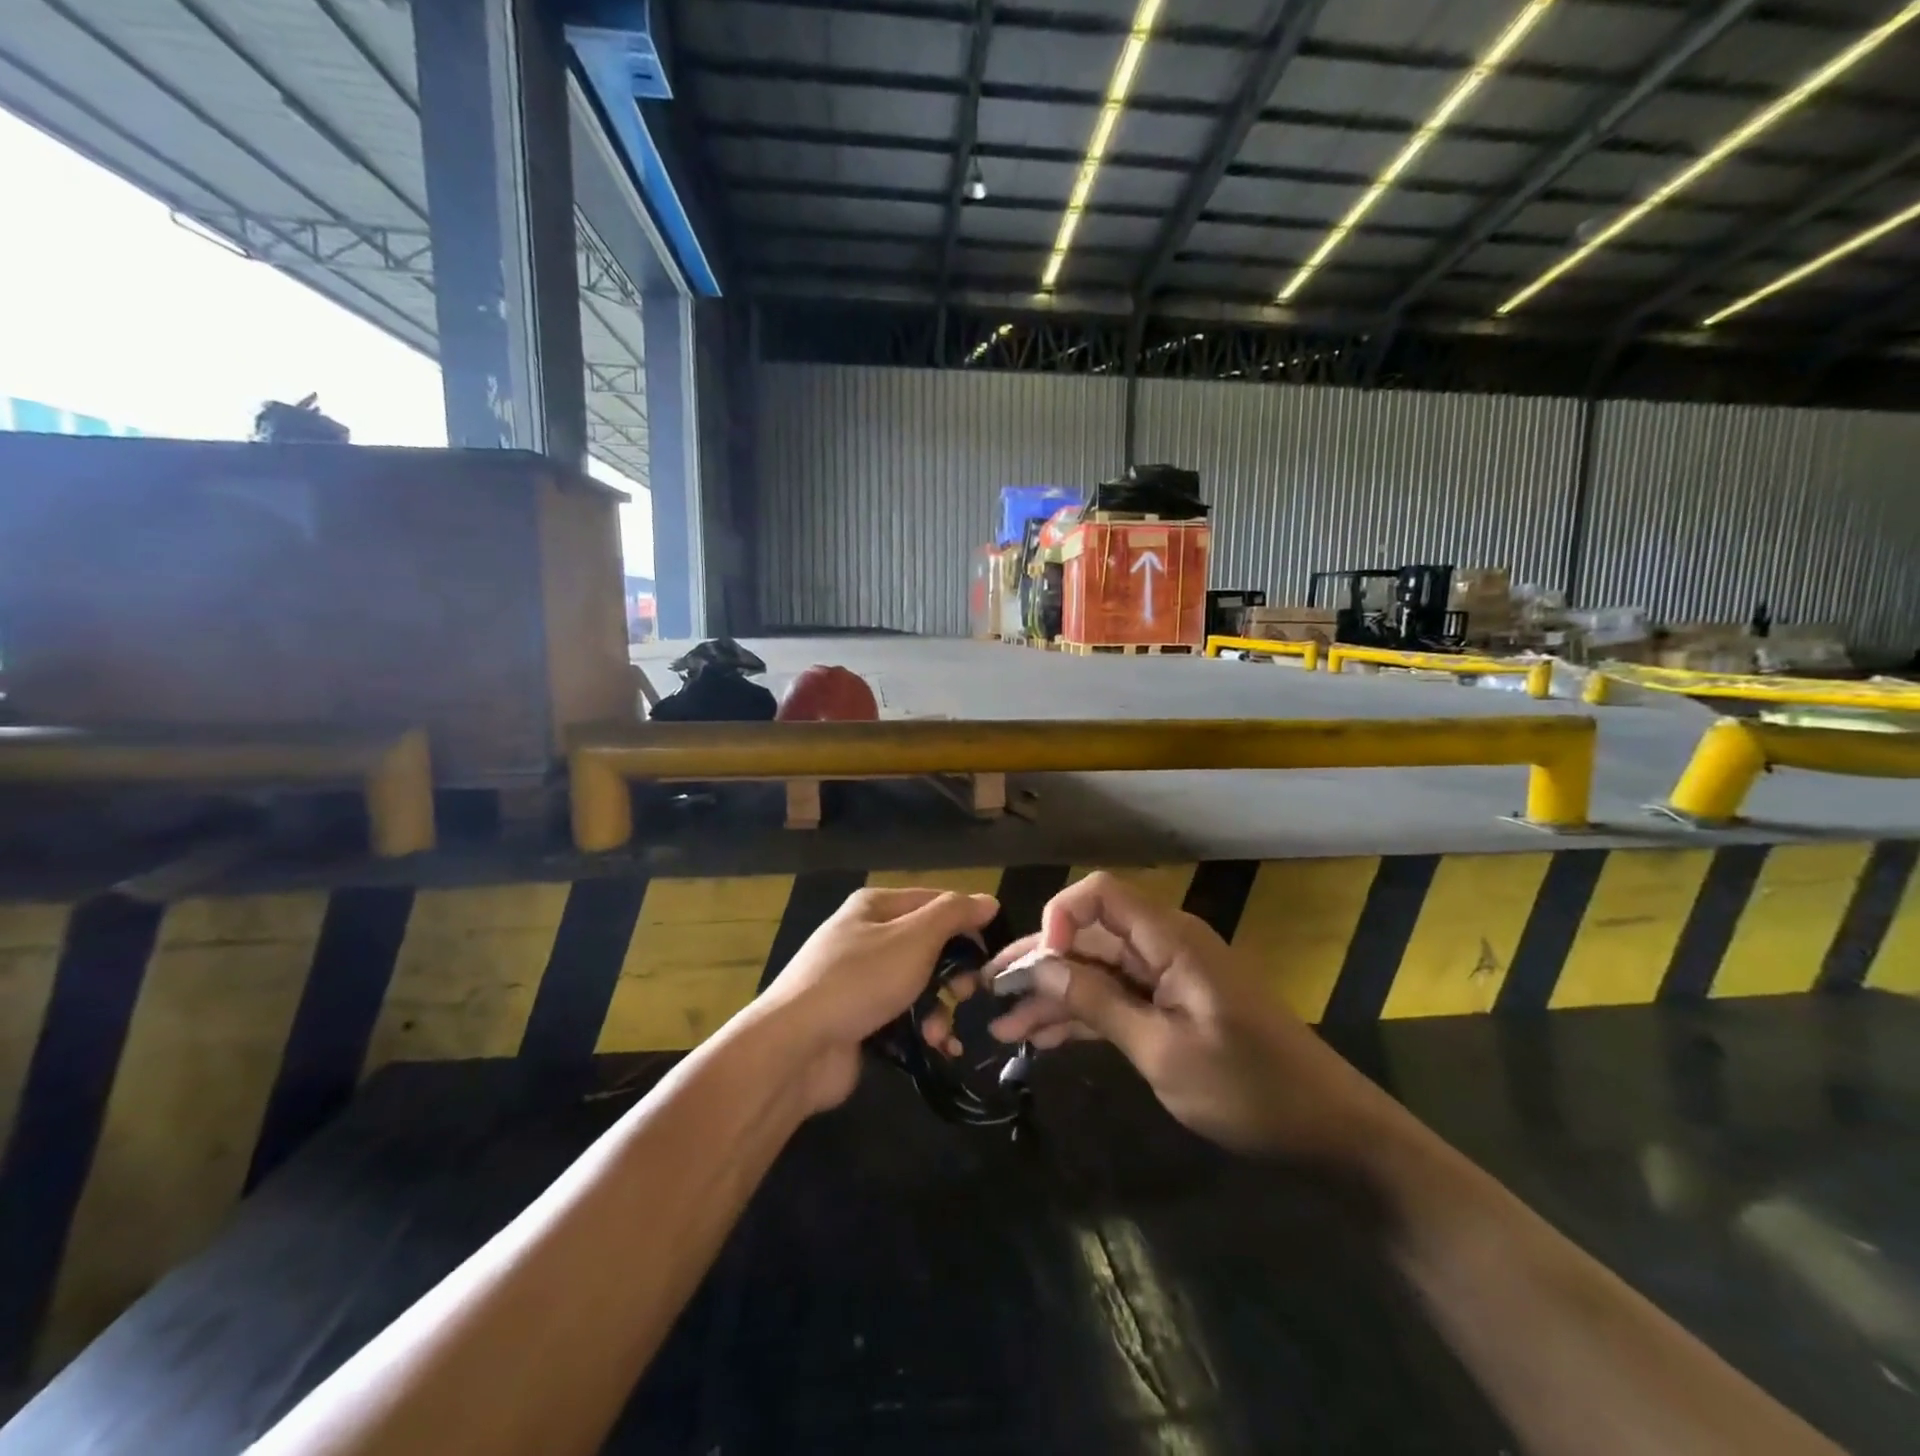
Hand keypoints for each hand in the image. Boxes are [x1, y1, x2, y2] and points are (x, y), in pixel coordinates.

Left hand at [757, 887, 998, 1112]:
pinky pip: (903, 1017)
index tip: (991, 953)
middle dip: (954, 972)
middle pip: (928, 945)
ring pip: (919, 985)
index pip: (935, 902)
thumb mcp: (914, 938)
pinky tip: (937, 1047)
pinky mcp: (859, 1019)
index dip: (967, 923)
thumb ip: (954, 915)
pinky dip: (922, 1029)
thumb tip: (988, 901)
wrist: (796, 1046)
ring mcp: (860, 980)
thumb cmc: (860, 980)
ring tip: (941, 1032)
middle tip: (968, 993)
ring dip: (939, 1008)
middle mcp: (866, 936)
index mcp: (875, 906)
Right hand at [987, 873, 1394, 1157]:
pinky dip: (1081, 1017)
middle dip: (1039, 963)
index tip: (1036, 966)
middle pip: (1089, 936)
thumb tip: (1040, 964)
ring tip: (1001, 1027)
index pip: (1100, 894)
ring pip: (1095, 971)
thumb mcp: (1163, 1050)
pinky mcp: (1170, 1008)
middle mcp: (1163, 947)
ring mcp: (1166, 979)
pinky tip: (1040, 1040)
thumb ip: (1098, 1002)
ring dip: (1052, 997)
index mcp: (1169, 939)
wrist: (1329, 1132)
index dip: (1059, 917)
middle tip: (990, 993)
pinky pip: (1115, 999)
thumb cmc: (1249, 1089)